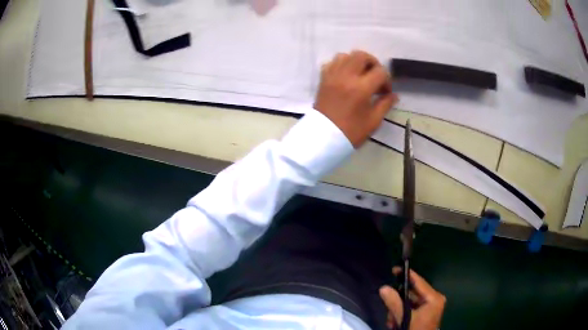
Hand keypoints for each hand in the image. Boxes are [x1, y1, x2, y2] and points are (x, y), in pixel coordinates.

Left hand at [314, 51, 398, 147]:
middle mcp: (346, 77)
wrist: (324, 137)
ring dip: (356, 62)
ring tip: (360, 75)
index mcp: (361, 88)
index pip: (380, 72)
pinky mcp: (323, 79)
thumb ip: (385, 104)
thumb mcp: (373, 121)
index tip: (385, 92)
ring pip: (345, 56)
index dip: (387, 80)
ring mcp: (332, 76)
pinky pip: (332, 63)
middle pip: (361, 56)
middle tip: (375, 77)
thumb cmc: (351, 132)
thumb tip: (394, 95)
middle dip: (373, 63)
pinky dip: (341, 65)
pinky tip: (346, 76)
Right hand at [379, 267, 445, 329]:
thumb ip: (394, 303)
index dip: (406, 274)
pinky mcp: (424, 314)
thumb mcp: (405, 318)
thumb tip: (383, 288)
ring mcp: (429, 307)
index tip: (394, 269)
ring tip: (392, 322)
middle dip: (397, 303)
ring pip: (408, 303)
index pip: (419, 282)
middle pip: (411, 294)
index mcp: (434, 298)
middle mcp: (433, 300)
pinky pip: (410, 309)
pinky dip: (401, 315)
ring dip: (397, 311)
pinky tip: (394, 323)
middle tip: (388, 310)